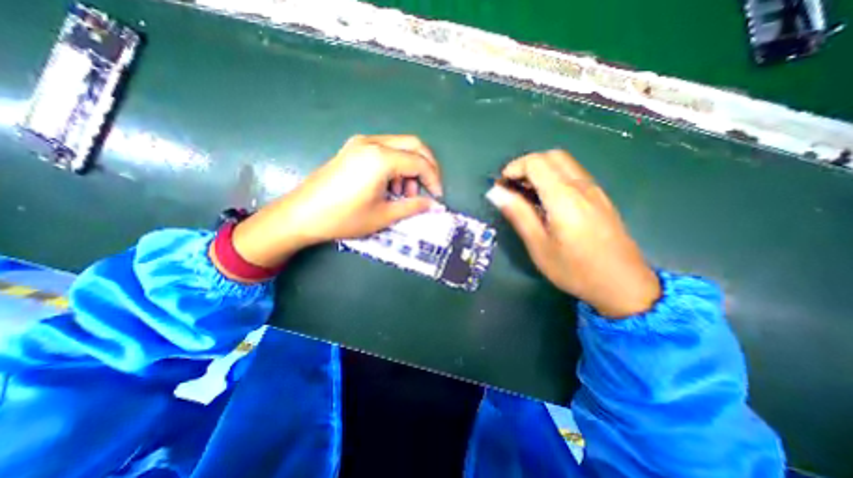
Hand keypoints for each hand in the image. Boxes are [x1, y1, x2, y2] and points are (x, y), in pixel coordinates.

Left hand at [228, 134, 439, 271]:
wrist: (301, 215)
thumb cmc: (343, 218)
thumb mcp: (383, 215)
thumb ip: (412, 207)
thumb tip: (434, 205)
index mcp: (381, 158)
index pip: (419, 162)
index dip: (434, 179)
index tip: (438, 197)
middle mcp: (372, 143)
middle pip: (413, 145)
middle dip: (427, 167)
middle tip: (429, 189)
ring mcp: (361, 143)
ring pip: (400, 147)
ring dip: (410, 167)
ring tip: (404, 194)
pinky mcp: (353, 149)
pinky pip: (385, 150)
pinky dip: (395, 165)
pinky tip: (389, 186)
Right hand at [487, 150, 657, 316]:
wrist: (623, 285)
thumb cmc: (574, 269)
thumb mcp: (539, 245)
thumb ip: (518, 214)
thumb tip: (496, 193)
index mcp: (564, 197)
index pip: (536, 163)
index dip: (514, 168)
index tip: (501, 186)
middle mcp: (582, 186)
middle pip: (552, 156)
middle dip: (526, 165)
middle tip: (512, 187)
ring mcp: (595, 191)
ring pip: (564, 163)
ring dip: (541, 170)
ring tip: (525, 193)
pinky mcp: (600, 198)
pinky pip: (574, 175)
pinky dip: (554, 177)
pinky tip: (546, 200)